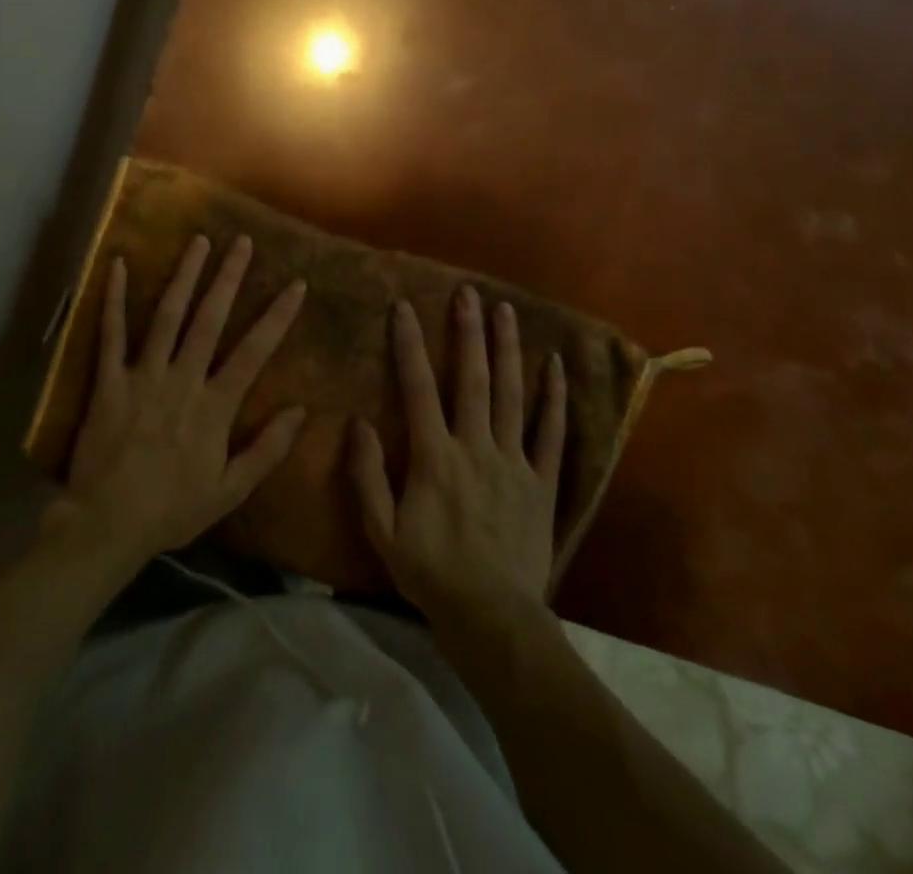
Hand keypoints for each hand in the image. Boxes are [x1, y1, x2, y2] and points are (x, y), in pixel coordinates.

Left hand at [50, 235, 307, 575]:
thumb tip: (301, 410)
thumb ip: (267, 449)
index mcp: (214, 406)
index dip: (277, 316)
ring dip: (184, 276)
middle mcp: (182, 380)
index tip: (296, 284)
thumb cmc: (172, 509)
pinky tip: (117, 265)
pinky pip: (111, 333)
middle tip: (241, 241)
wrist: (107, 524)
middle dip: (228, 278)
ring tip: (198, 241)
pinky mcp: (109, 380)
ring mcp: (143, 376)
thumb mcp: (230, 489)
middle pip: (209, 320)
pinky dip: (113, 299)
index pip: (253, 352)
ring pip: (167, 316)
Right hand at [348, 286, 565, 631]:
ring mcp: (513, 462)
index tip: (403, 307)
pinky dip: (554, 399)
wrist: (493, 618)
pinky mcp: (541, 481)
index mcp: (434, 457)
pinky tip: (556, 366)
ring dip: (507, 350)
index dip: (409, 345)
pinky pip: (552, 434)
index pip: (418, 388)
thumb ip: (367, 475)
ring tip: (505, 311)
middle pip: (471, 379)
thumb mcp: (382, 532)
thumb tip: (357, 422)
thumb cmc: (430, 573)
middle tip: (468, 293)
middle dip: (467, 332)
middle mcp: (475, 447)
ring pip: (510, 395)